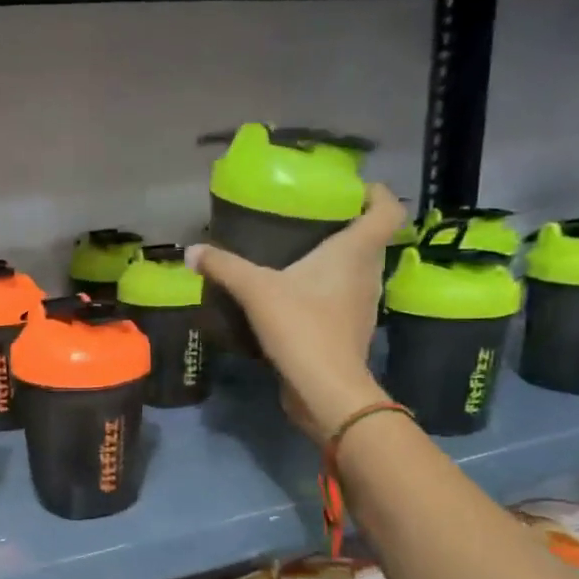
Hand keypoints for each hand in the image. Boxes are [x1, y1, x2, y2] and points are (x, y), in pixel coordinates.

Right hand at [190, 181, 405, 442]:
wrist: (325, 389)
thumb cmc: (302, 327)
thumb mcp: (256, 291)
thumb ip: (224, 267)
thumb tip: (191, 251)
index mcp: (356, 252)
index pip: (387, 210)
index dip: (375, 194)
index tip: (349, 189)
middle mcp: (368, 273)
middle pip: (370, 239)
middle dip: (345, 226)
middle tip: (309, 220)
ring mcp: (363, 305)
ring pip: (356, 270)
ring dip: (334, 262)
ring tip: (297, 256)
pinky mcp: (350, 331)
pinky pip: (342, 298)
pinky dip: (325, 292)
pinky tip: (294, 297)